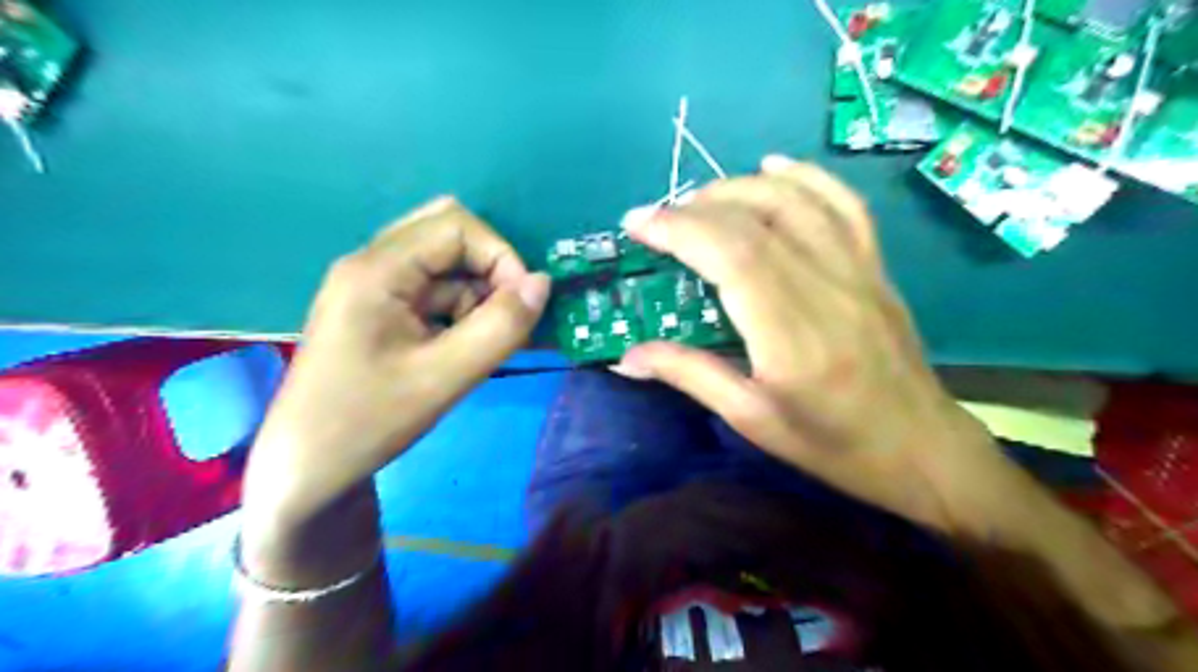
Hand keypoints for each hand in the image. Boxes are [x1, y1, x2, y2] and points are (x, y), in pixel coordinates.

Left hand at [242, 196, 551, 533]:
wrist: (307, 467)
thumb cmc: (368, 422)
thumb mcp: (445, 377)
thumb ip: (501, 327)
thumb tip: (543, 282)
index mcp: (377, 270)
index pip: (456, 226)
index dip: (500, 256)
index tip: (521, 305)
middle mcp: (371, 263)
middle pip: (447, 233)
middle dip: (489, 269)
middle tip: (505, 315)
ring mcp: (371, 285)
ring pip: (442, 262)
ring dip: (476, 292)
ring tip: (485, 341)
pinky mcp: (377, 308)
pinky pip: (430, 289)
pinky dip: (459, 308)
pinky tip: (462, 346)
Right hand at [611, 154, 1033, 534]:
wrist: (921, 447)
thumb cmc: (832, 445)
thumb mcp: (752, 420)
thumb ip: (690, 375)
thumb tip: (627, 355)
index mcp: (792, 338)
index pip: (732, 257)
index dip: (680, 230)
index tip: (637, 224)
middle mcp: (827, 290)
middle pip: (756, 220)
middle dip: (695, 207)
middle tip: (656, 217)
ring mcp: (858, 270)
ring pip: (796, 200)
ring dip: (739, 186)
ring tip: (699, 200)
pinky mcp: (874, 266)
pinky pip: (842, 203)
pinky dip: (804, 176)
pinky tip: (772, 166)